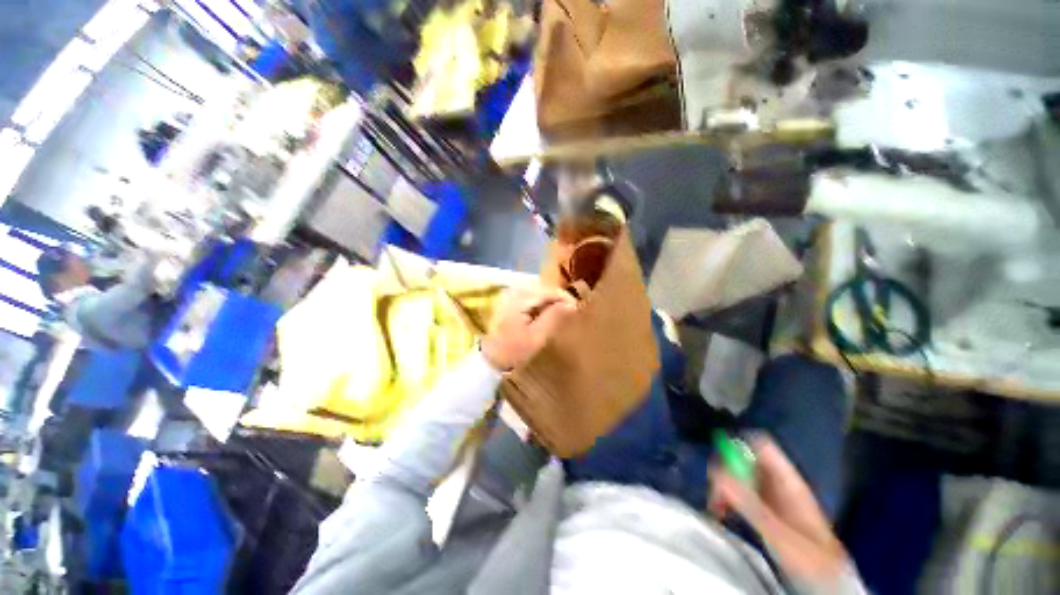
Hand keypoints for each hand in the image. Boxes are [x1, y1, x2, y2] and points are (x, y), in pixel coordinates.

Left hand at [481, 286, 577, 370]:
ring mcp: (511, 295)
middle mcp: (515, 291)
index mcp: (520, 298)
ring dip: (551, 301)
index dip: (565, 298)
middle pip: (544, 288)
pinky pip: (531, 297)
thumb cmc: (513, 351)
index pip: (549, 290)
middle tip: (571, 312)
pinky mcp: (510, 302)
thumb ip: (553, 318)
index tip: (577, 310)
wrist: (490, 360)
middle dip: (559, 299)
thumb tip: (571, 304)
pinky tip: (546, 315)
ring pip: (538, 292)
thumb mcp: (536, 337)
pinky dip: (541, 304)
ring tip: (561, 314)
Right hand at [709, 434, 848, 582]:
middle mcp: (779, 483)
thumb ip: (749, 504)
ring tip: (715, 508)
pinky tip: (722, 514)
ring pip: (740, 477)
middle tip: (714, 495)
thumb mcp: (778, 534)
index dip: (739, 446)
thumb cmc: (810, 559)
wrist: (829, 586)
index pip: (761, 446)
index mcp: (788, 481)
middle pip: (746, 460)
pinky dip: (728, 499)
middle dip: (725, 472)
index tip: (720, 464)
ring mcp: (773, 498)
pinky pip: (741, 494)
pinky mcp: (766, 512)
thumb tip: (716, 473)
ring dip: (724, 488)